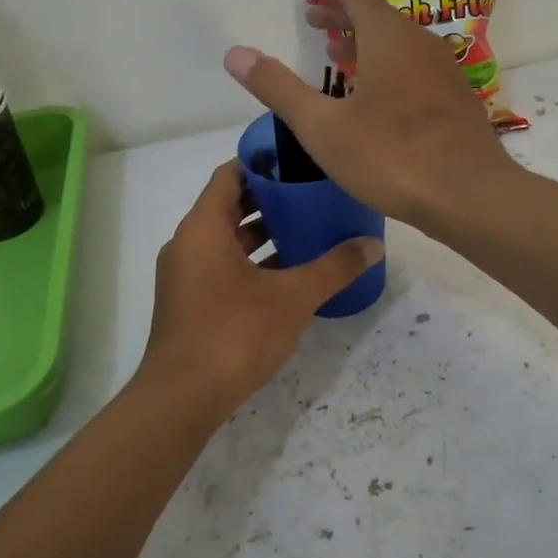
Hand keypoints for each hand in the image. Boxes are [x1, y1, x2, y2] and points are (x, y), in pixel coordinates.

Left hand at [139, 160, 382, 412]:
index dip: (263, 163)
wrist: (183, 397)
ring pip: (227, 241)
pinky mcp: (189, 303)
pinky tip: (288, 276)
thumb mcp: (293, 297)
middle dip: (270, 200)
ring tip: (308, 231)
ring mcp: (185, 276)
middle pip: (229, 206)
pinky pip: (223, 268)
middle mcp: (187, 244)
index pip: (230, 175)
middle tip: (313, 195)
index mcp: (203, 228)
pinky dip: (252, 264)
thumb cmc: (235, 334)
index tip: (298, 160)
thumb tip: (373, 246)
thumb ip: (334, 268)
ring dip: (263, 235)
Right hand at [222, 0, 516, 229]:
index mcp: (388, 39)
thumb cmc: (391, 158)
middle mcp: (421, 43)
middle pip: (379, 15)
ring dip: (367, 41)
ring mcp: (445, 71)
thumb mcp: (323, 128)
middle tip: (315, 16)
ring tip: (339, 53)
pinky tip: (381, 94)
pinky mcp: (457, 100)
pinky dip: (391, 64)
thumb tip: (234, 53)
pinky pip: (417, 66)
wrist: (469, 195)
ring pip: (400, 42)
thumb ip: (279, 89)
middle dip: (344, 13)